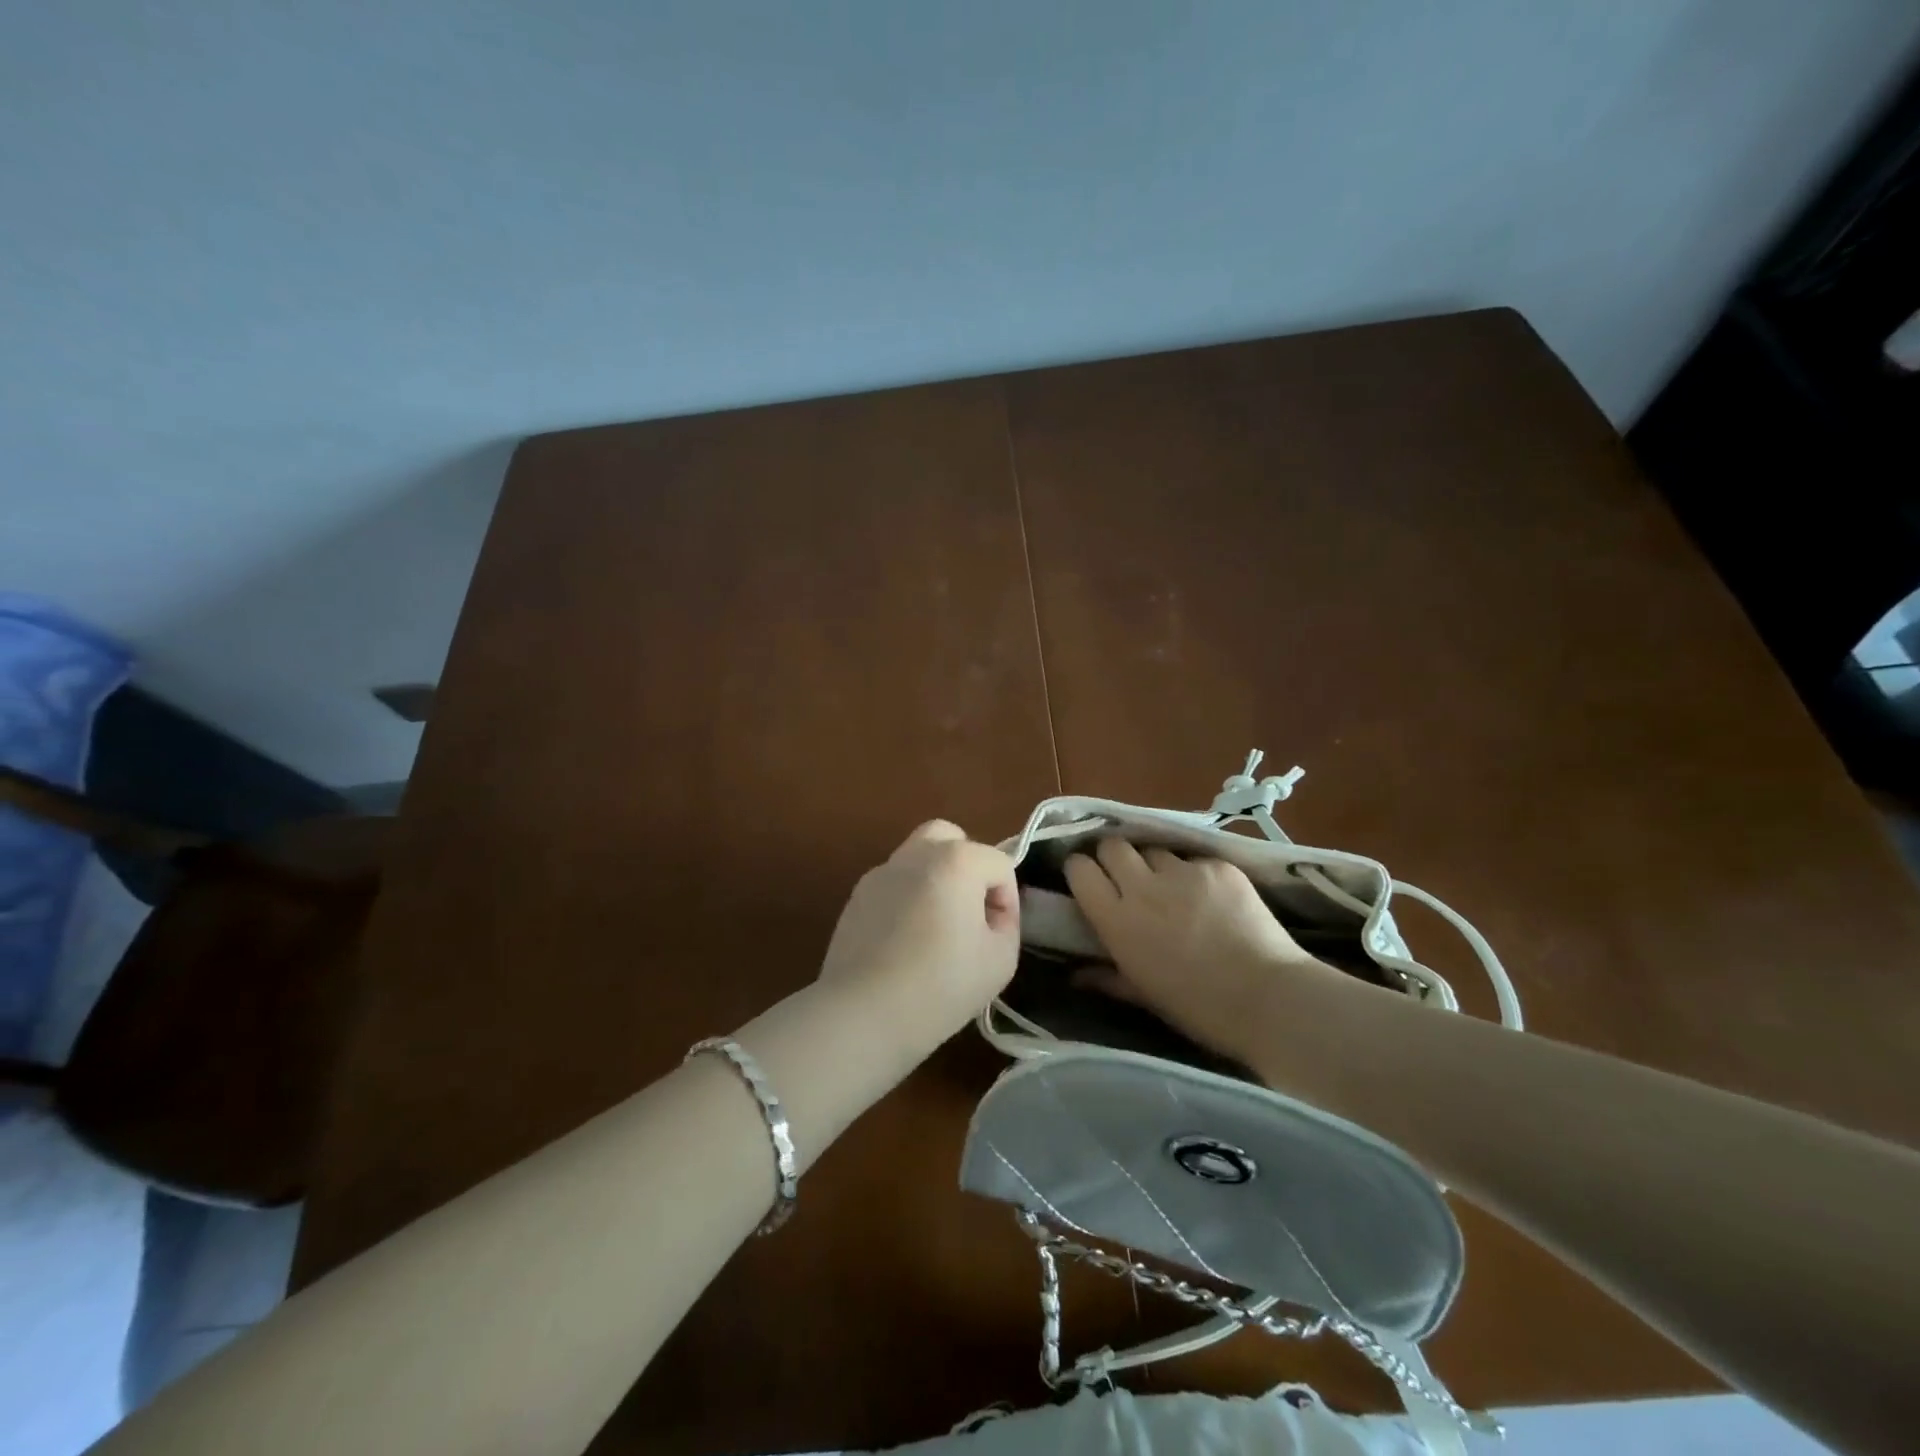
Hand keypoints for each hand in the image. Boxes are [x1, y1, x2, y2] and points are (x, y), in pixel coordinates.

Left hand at [817, 820, 1020, 1055]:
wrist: (863, 1013)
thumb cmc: (941, 985)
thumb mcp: (1001, 960)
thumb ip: (1005, 923)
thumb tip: (989, 912)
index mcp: (956, 860)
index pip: (998, 864)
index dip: (1008, 900)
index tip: (999, 935)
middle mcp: (915, 854)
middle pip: (950, 838)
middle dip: (968, 866)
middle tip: (970, 910)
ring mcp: (880, 873)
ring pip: (917, 858)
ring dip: (935, 880)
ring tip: (937, 927)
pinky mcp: (855, 898)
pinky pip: (893, 885)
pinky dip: (906, 899)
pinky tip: (905, 941)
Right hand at [1064, 839, 1361, 1065]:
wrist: (1269, 999)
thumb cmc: (1198, 1008)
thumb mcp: (1144, 995)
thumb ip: (1106, 977)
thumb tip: (1075, 975)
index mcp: (1117, 919)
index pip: (1080, 869)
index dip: (1082, 870)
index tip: (1090, 880)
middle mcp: (1143, 887)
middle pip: (1113, 845)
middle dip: (1114, 857)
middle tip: (1127, 878)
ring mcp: (1183, 872)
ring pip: (1155, 850)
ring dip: (1156, 866)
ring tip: (1174, 890)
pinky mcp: (1217, 866)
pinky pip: (1194, 860)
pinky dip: (1195, 875)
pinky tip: (1212, 899)